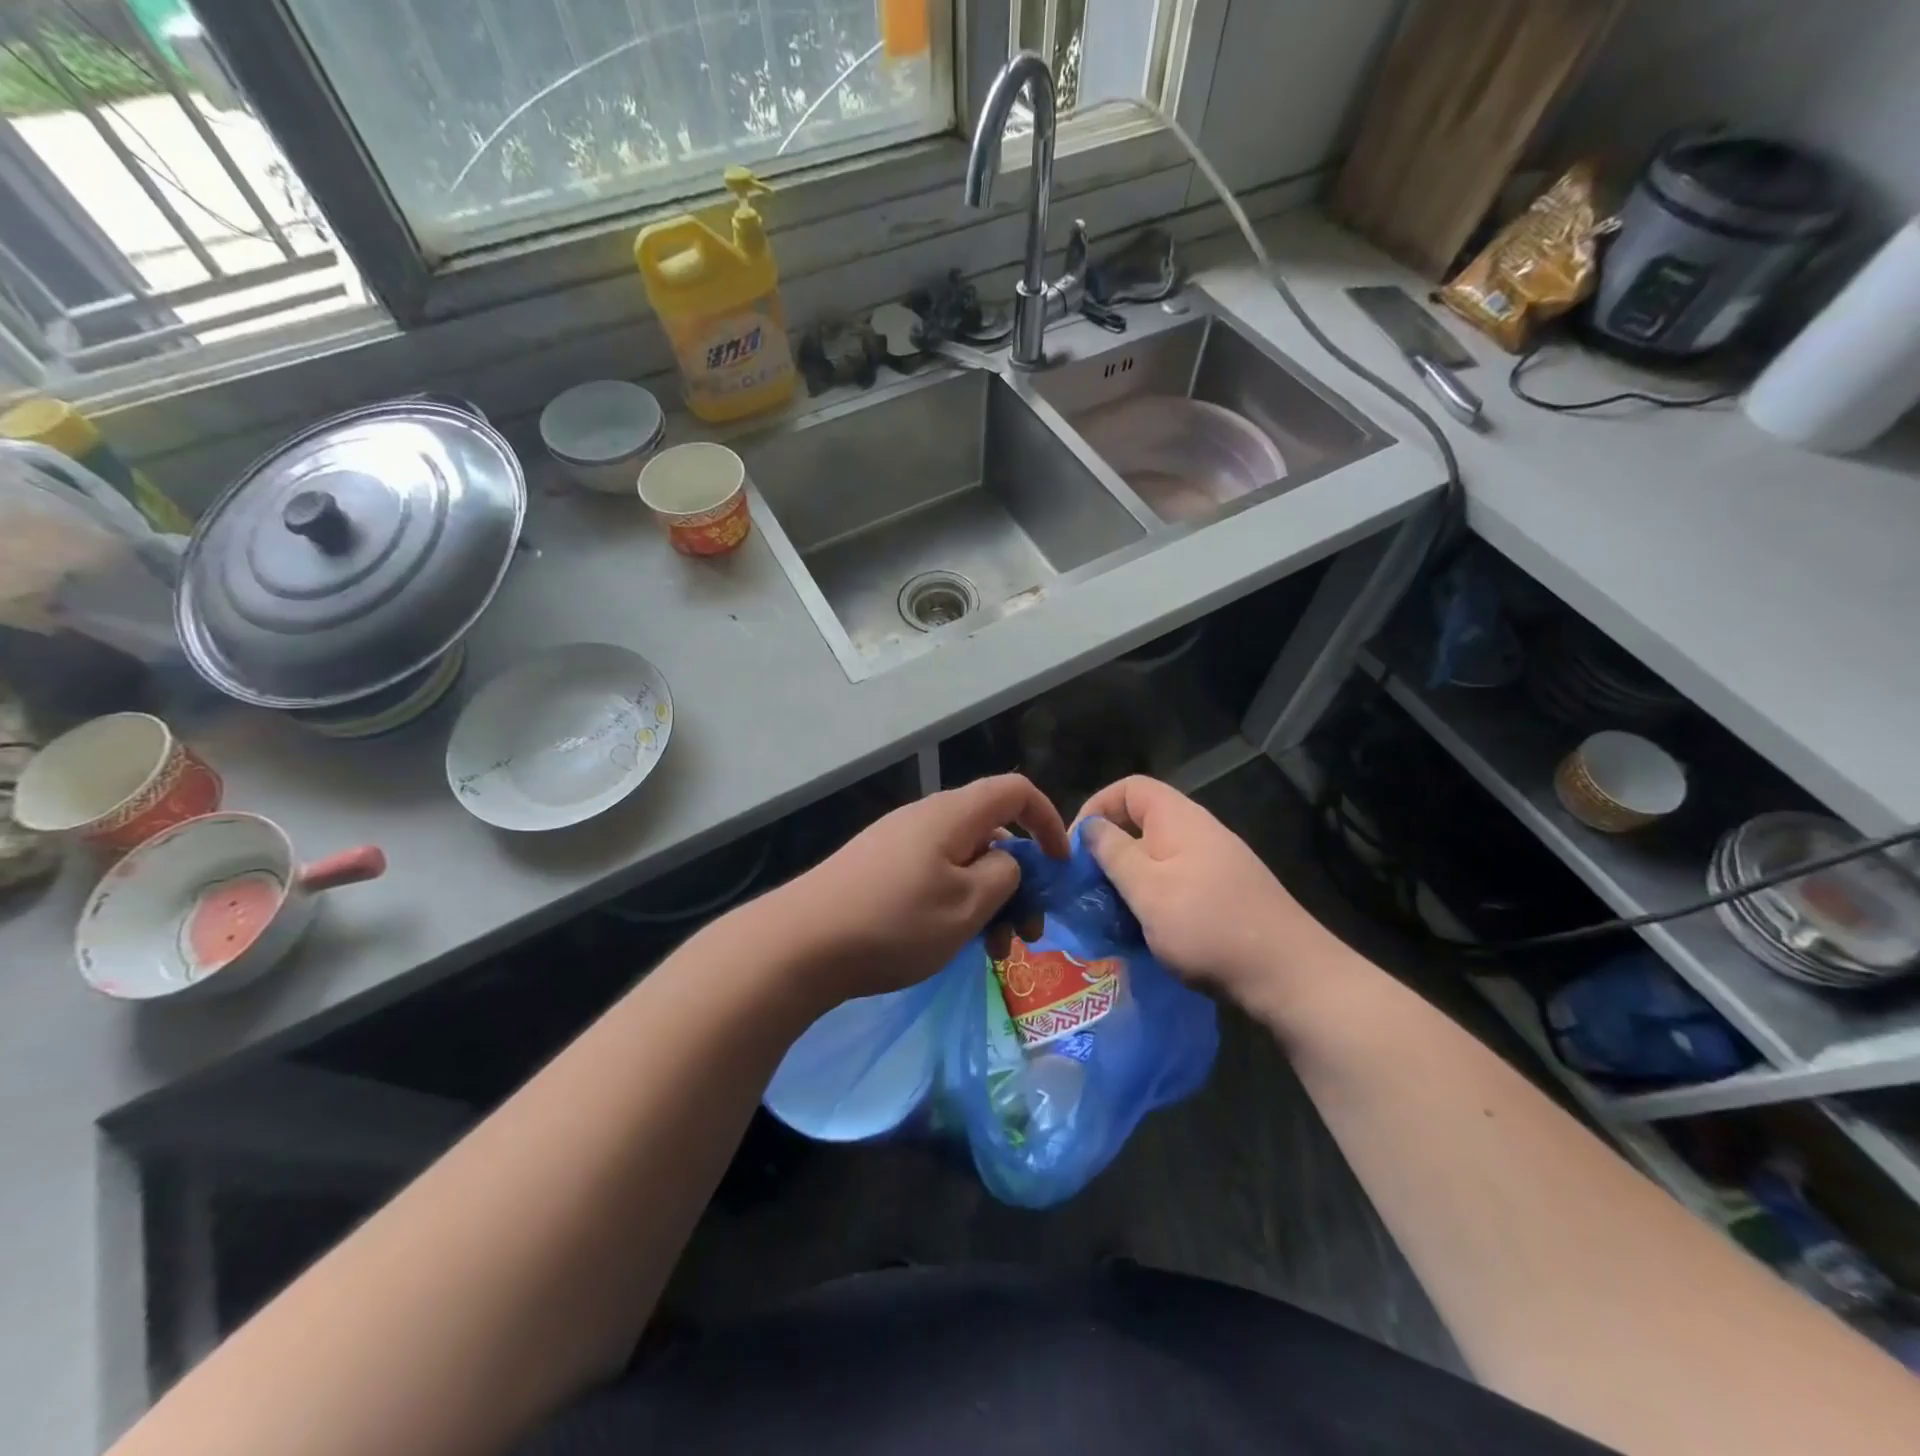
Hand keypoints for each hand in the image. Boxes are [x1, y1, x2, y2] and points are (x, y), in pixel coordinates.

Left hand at [787, 774, 1067, 1002]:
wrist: (799, 944)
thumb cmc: (894, 923)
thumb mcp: (967, 905)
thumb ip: (1004, 876)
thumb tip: (1006, 863)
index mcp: (952, 815)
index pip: (1015, 790)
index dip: (1047, 821)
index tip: (1059, 867)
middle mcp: (925, 818)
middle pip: (990, 832)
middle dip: (1018, 879)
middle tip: (1025, 932)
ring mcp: (897, 842)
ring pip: (962, 861)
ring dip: (988, 899)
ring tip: (990, 951)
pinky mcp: (877, 868)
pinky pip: (933, 874)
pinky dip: (955, 903)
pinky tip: (948, 943)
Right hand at [1076, 776, 1345, 1011]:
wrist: (1288, 975)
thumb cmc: (1208, 925)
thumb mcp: (1147, 889)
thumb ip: (1113, 853)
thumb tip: (1090, 827)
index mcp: (1179, 818)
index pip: (1130, 787)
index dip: (1097, 807)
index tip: (1076, 847)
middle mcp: (1199, 832)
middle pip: (1141, 823)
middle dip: (1110, 851)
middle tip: (1089, 887)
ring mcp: (1215, 864)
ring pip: (1157, 858)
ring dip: (1129, 880)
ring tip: (1111, 914)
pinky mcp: (1224, 894)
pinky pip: (1176, 883)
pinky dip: (1154, 899)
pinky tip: (1146, 931)